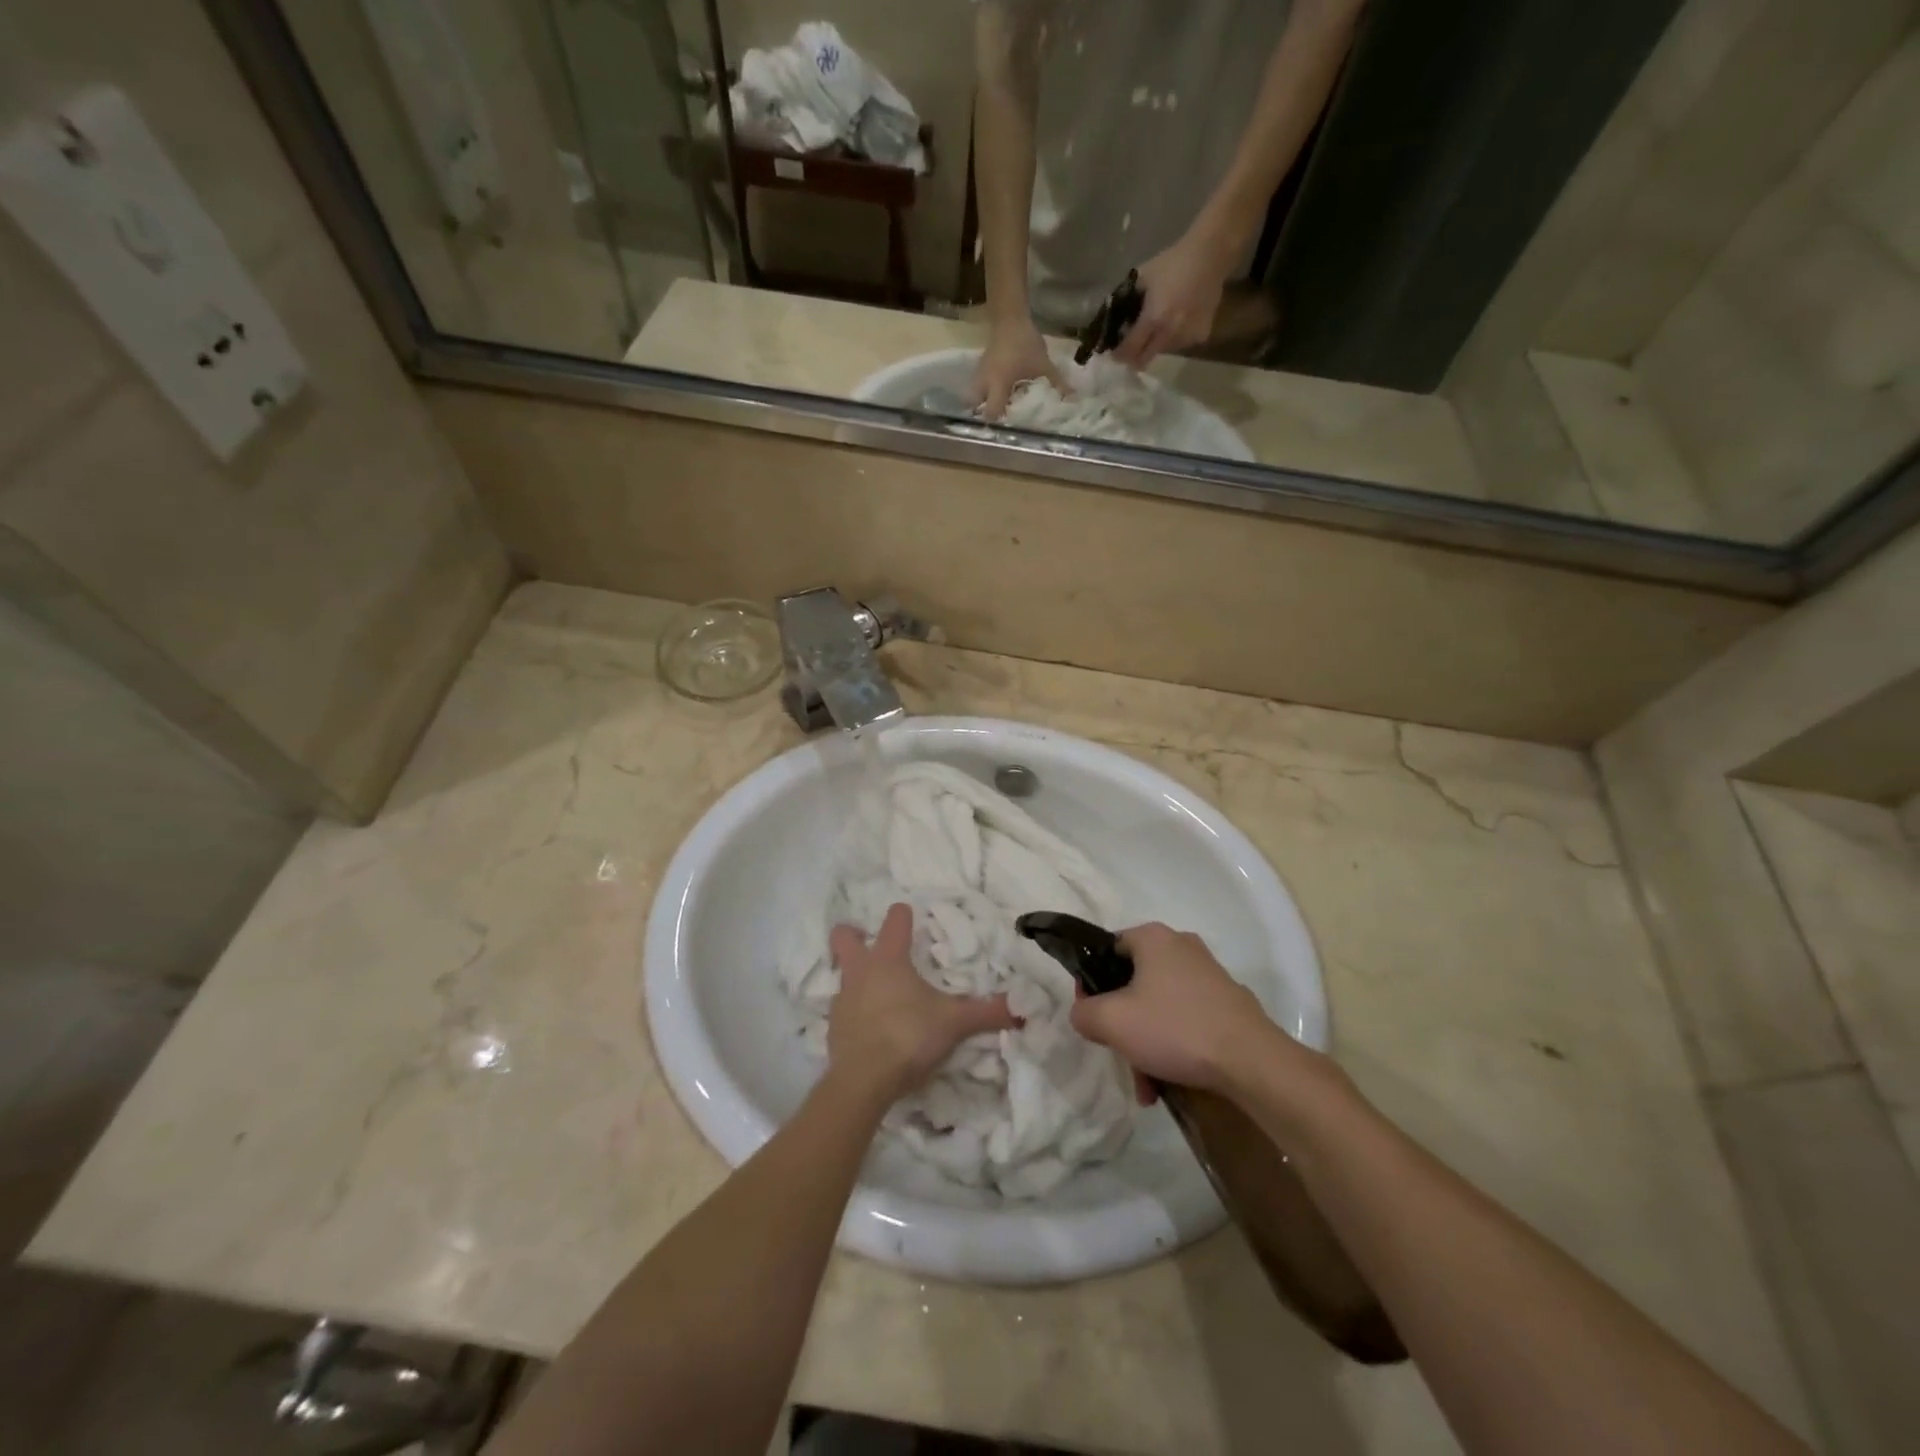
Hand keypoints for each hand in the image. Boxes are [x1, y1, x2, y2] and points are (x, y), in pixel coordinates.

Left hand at [827, 903, 1019, 1104]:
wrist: (863, 1081)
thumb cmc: (909, 1036)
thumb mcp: (954, 1023)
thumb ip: (987, 1013)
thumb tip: (1024, 1009)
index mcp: (889, 959)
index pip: (895, 921)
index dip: (903, 915)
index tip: (911, 916)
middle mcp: (860, 971)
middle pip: (844, 936)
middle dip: (853, 934)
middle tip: (868, 940)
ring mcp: (842, 1000)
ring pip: (843, 974)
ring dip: (857, 977)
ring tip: (878, 992)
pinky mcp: (833, 1029)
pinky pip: (843, 1010)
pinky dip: (856, 1013)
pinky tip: (872, 1027)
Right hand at [971, 316, 1068, 419]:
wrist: (1010, 317)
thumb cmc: (1025, 343)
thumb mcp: (1043, 365)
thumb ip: (1057, 384)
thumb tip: (1072, 398)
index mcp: (997, 384)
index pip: (991, 412)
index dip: (998, 423)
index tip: (1009, 428)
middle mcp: (984, 382)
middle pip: (975, 407)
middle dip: (985, 414)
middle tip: (1000, 419)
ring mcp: (980, 374)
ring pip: (974, 396)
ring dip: (984, 403)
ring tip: (1000, 408)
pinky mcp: (981, 367)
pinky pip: (979, 386)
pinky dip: (986, 391)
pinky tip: (1000, 391)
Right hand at [1070, 923, 1302, 1094]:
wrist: (1252, 1062)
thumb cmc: (1175, 1029)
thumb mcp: (1112, 1021)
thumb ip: (1083, 1012)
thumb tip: (1084, 1013)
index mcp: (1152, 938)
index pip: (1106, 951)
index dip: (1091, 983)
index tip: (1092, 1016)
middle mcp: (1181, 946)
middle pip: (1133, 983)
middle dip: (1123, 1025)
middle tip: (1119, 1056)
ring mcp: (1208, 974)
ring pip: (1159, 1006)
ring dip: (1146, 1044)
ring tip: (1148, 1087)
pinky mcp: (1228, 1002)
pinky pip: (1186, 1019)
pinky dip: (1173, 1046)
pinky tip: (1169, 1082)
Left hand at [1111, 230, 1233, 368]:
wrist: (1210, 255)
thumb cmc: (1172, 262)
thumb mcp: (1142, 277)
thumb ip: (1126, 299)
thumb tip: (1112, 316)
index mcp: (1153, 318)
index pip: (1130, 349)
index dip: (1119, 355)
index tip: (1115, 354)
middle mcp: (1169, 333)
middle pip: (1145, 360)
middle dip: (1135, 357)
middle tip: (1132, 348)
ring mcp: (1187, 337)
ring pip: (1163, 351)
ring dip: (1156, 345)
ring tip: (1159, 326)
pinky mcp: (1201, 335)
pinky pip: (1181, 344)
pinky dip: (1176, 337)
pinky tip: (1179, 320)